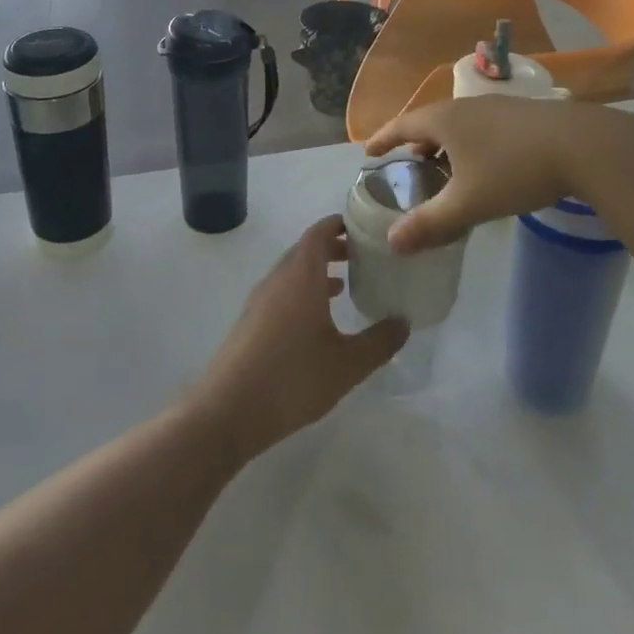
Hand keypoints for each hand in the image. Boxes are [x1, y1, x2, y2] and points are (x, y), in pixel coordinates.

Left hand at [192, 216, 408, 462]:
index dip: (341, 224)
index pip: (320, 232)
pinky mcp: (252, 320)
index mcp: (301, 274)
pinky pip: (283, 291)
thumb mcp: (347, 364)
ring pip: (294, 271)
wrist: (229, 409)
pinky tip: (319, 318)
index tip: (366, 228)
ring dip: (319, 271)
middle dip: (335, 247)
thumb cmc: (293, 378)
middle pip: (307, 249)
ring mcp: (261, 298)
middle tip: (365, 256)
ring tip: (347, 283)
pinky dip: (304, 290)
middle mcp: (279, 277)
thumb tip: (404, 322)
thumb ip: (379, 341)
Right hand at [364, 96, 633, 252]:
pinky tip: (485, 163)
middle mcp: (465, 106)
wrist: (582, 144)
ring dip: (444, 142)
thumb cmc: (514, 169)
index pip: (401, 125)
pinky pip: (480, 125)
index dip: (383, 139)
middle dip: (415, 141)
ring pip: (458, 123)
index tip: (368, 151)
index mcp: (444, 119)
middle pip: (429, 121)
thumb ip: (430, 223)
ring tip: (444, 165)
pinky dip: (469, 142)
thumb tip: (392, 242)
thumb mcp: (469, 202)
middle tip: (408, 162)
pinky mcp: (521, 114)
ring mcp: (495, 107)